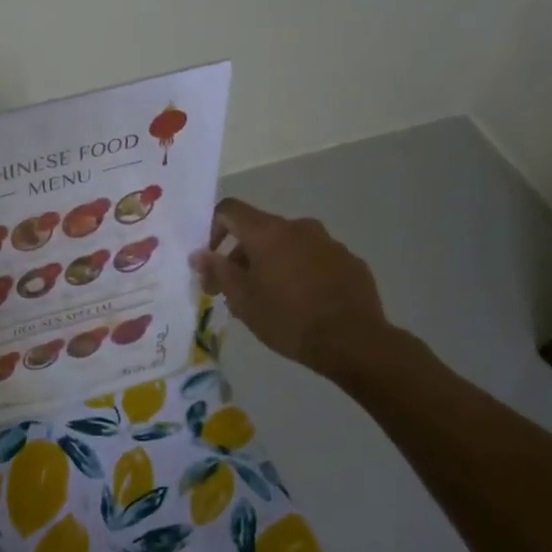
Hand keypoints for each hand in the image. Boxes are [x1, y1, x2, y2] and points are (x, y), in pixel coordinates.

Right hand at [190, 199, 393, 379]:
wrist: (353, 341)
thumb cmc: (287, 318)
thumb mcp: (242, 299)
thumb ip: (218, 271)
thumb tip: (198, 254)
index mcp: (268, 232)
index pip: (230, 210)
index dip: (213, 228)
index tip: (212, 260)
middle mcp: (298, 227)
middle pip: (259, 231)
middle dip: (241, 257)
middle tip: (234, 292)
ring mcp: (328, 243)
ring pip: (288, 245)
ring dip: (272, 264)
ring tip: (270, 300)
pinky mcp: (350, 261)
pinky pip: (315, 259)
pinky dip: (301, 273)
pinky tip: (303, 303)